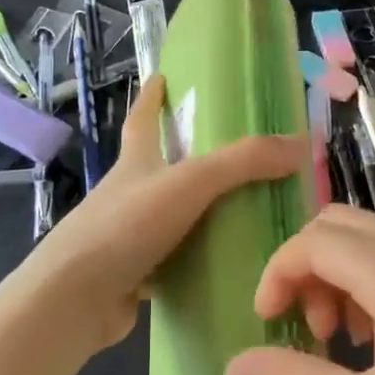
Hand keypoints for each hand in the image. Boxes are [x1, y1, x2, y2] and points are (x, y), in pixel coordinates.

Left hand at [14, 74, 307, 353]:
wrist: (74, 298)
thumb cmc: (126, 225)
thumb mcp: (190, 182)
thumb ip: (243, 162)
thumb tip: (300, 144)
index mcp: (136, 162)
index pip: (143, 118)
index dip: (152, 96)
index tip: (161, 76)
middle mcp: (129, 193)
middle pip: (159, 168)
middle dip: (188, 159)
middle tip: (235, 158)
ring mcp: (128, 236)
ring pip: (171, 217)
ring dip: (200, 214)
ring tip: (245, 214)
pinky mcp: (132, 275)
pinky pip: (173, 262)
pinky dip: (196, 261)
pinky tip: (226, 268)